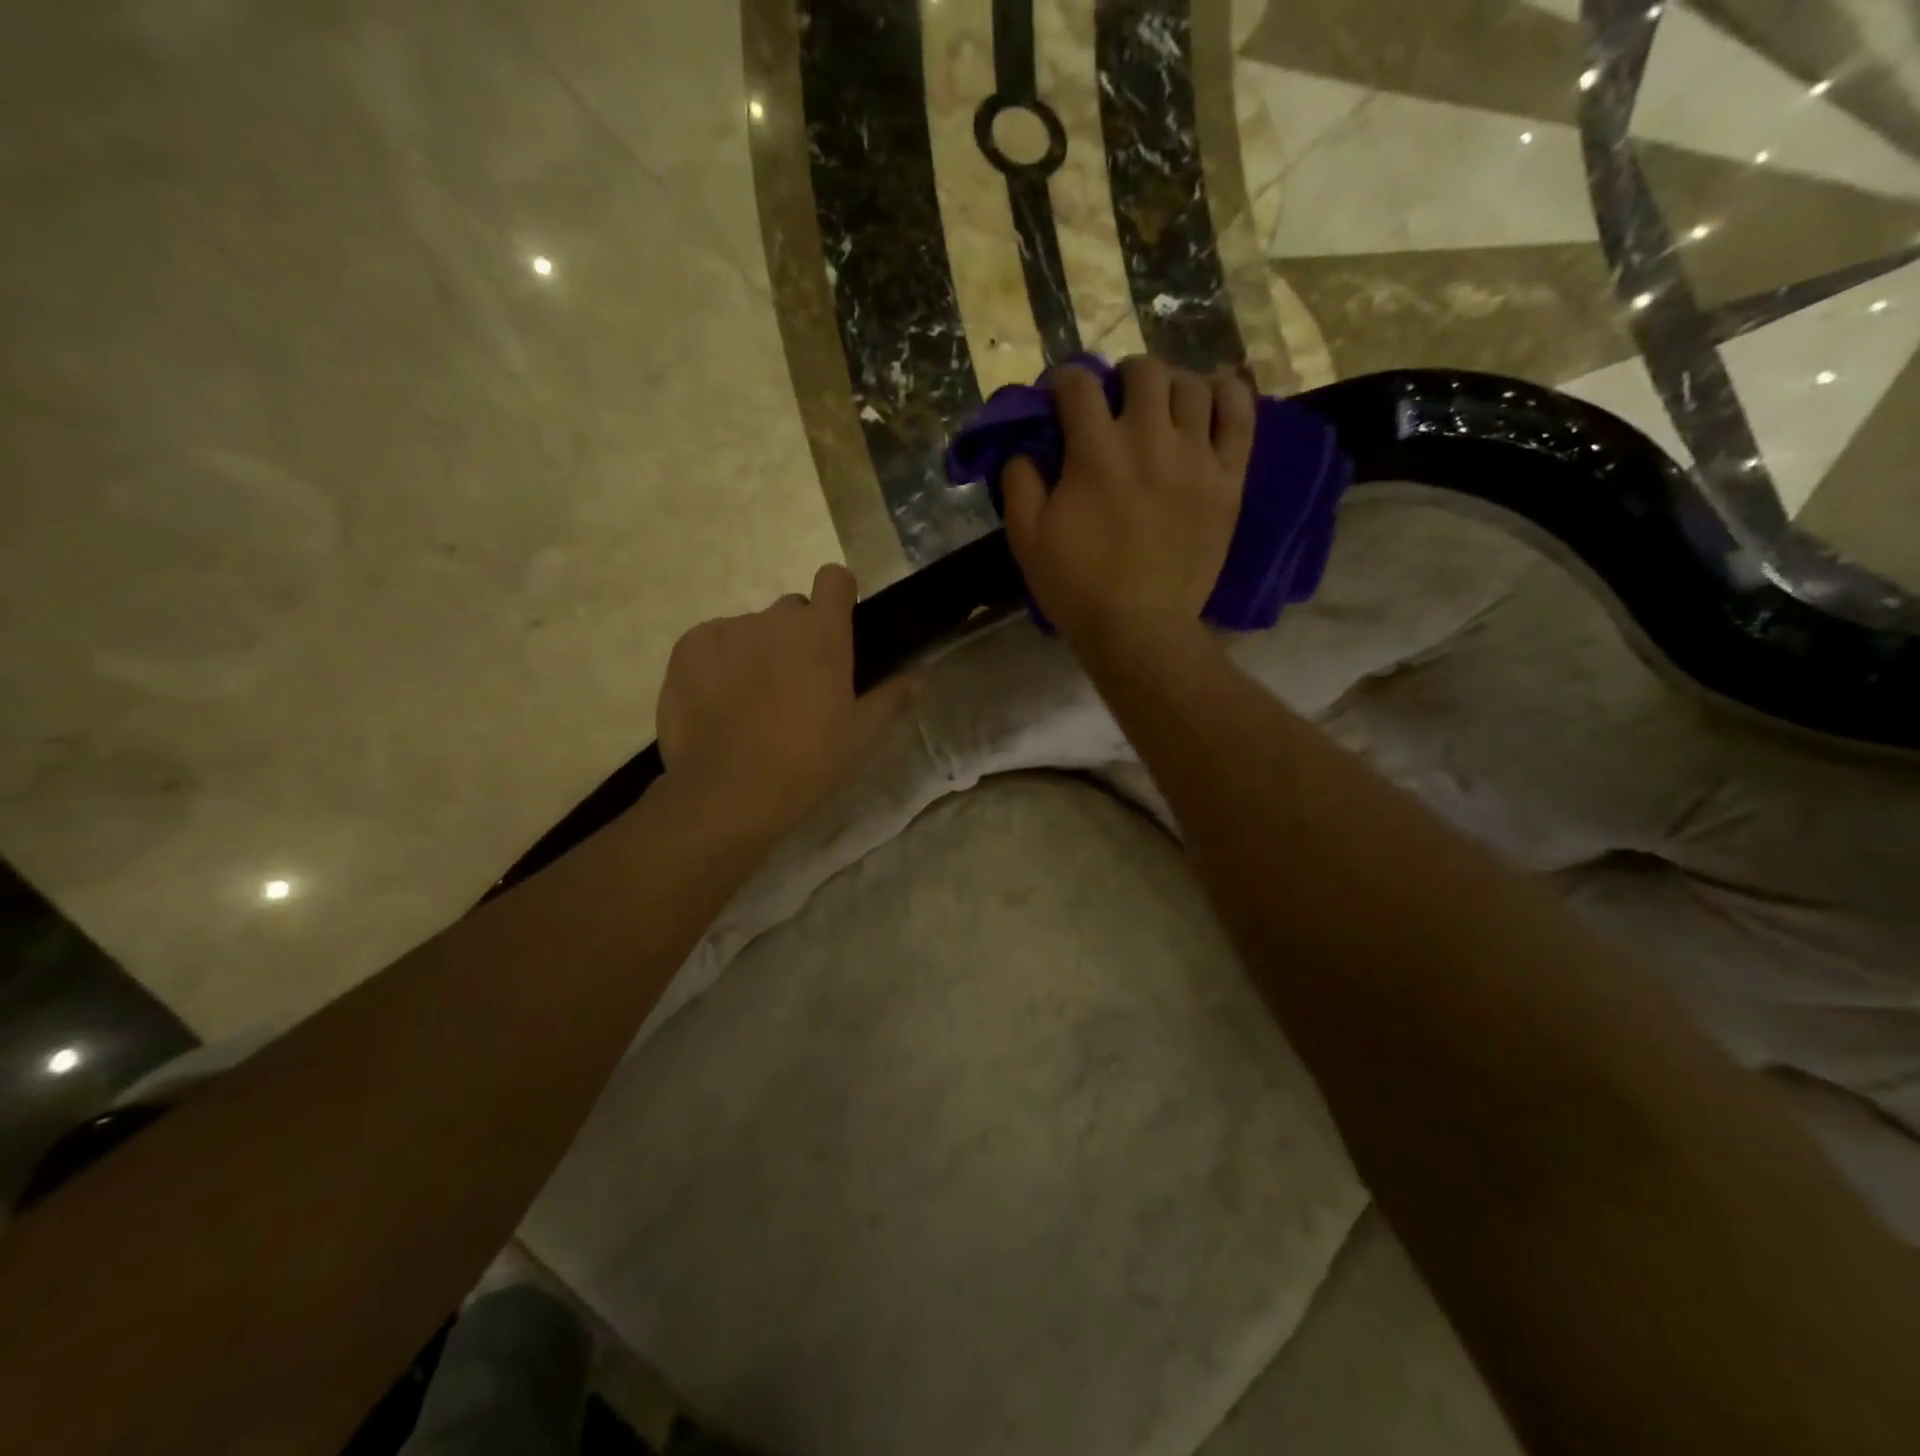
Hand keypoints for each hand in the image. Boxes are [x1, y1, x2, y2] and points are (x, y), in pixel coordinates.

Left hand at [656, 564, 916, 837]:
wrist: (728, 791)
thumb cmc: (806, 761)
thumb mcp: (858, 734)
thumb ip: (891, 696)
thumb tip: (921, 674)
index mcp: (822, 633)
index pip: (835, 578)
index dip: (838, 597)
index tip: (836, 627)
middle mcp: (775, 618)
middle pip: (791, 610)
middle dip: (795, 637)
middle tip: (793, 684)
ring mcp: (727, 629)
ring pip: (749, 629)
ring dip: (755, 651)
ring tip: (749, 702)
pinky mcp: (688, 647)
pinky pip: (711, 643)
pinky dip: (717, 663)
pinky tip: (718, 703)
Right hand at [1001, 356, 1252, 648]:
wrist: (1140, 628)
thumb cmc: (1078, 587)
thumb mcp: (1027, 539)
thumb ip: (1020, 483)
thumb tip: (1024, 448)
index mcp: (1095, 452)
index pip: (1079, 385)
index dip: (1064, 382)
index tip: (1060, 397)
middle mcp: (1149, 439)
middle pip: (1143, 372)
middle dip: (1121, 376)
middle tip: (1115, 401)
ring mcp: (1195, 457)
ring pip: (1192, 386)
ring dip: (1170, 384)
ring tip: (1161, 404)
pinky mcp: (1227, 479)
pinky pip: (1240, 416)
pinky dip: (1228, 394)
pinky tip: (1214, 394)